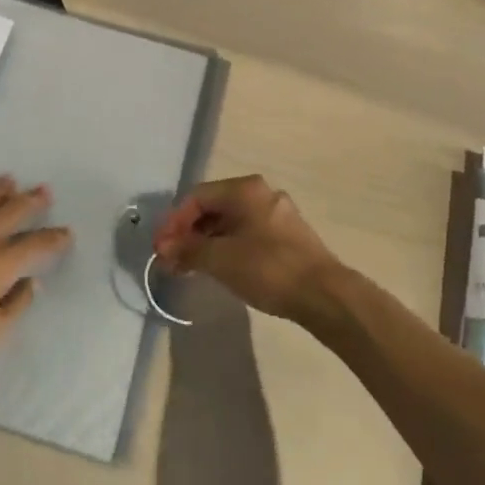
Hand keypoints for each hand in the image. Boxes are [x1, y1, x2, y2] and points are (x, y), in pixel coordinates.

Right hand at [152, 176, 338, 321]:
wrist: (324, 295)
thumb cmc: (268, 268)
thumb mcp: (220, 259)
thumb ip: (187, 250)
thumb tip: (163, 249)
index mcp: (244, 189)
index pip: (197, 197)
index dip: (174, 222)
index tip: (160, 249)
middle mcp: (261, 193)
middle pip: (213, 208)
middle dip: (188, 233)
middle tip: (171, 260)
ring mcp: (276, 214)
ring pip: (230, 222)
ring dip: (205, 242)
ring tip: (189, 267)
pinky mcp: (286, 236)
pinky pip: (246, 234)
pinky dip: (226, 247)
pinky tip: (218, 268)